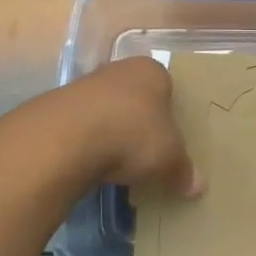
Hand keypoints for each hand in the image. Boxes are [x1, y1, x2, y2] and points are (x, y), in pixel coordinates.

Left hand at [64, 56, 201, 196]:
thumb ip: (183, 170)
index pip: (167, 88)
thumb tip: (198, 186)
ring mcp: (84, 85)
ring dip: (111, 133)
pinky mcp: (58, 107)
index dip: (171, 114)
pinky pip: (83, 126)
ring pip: (107, 110)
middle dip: (140, 122)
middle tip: (148, 153)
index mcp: (151, 71)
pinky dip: (88, 143)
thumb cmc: (132, 135)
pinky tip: (91, 164)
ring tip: (118, 164)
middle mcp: (118, 69)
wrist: (67, 138)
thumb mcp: (169, 158)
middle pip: (136, 97)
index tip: (171, 140)